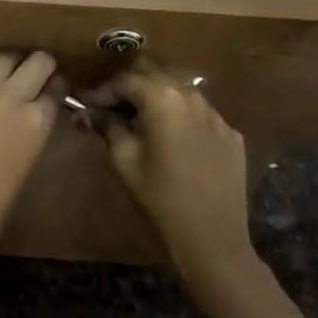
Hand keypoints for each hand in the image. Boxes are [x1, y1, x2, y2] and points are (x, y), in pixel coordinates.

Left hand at [0, 52, 58, 264]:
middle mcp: (8, 99)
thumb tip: (30, 116)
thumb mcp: (24, 166)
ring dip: (12, 65)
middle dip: (42, 64)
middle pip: (35, 61)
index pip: (56, 88)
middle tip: (40, 74)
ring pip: (2, 60)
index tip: (56, 90)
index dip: (58, 88)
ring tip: (11, 76)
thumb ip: (29, 132)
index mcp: (34, 123)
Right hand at [102, 62, 254, 275]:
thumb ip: (106, 126)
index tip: (85, 104)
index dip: (102, 91)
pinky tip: (173, 140)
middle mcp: (192, 96)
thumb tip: (87, 111)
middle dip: (130, 86)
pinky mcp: (232, 135)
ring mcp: (216, 115)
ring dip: (157, 98)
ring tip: (141, 120)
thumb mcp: (124, 160)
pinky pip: (200, 114)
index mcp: (162, 97)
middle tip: (111, 106)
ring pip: (179, 90)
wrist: (214, 243)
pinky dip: (181, 118)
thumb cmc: (161, 199)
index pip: (125, 81)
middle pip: (154, 74)